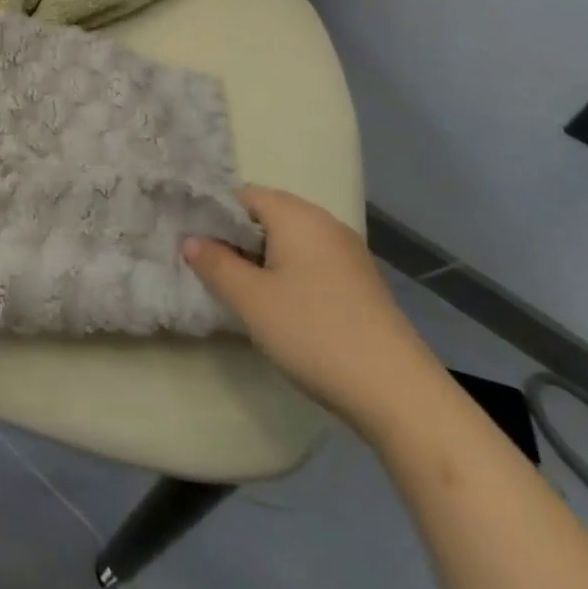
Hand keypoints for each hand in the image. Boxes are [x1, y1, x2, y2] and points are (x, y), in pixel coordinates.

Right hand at [184, 187, 443, 437]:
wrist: (398, 393)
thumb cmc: (314, 332)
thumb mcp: (250, 300)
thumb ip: (215, 264)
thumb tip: (189, 239)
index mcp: (296, 214)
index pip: (242, 196)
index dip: (214, 216)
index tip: (194, 245)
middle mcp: (324, 222)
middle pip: (267, 216)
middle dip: (237, 239)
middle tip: (212, 271)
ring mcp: (348, 253)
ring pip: (290, 242)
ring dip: (263, 260)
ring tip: (242, 293)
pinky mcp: (361, 282)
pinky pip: (312, 262)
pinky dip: (290, 275)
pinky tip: (282, 309)